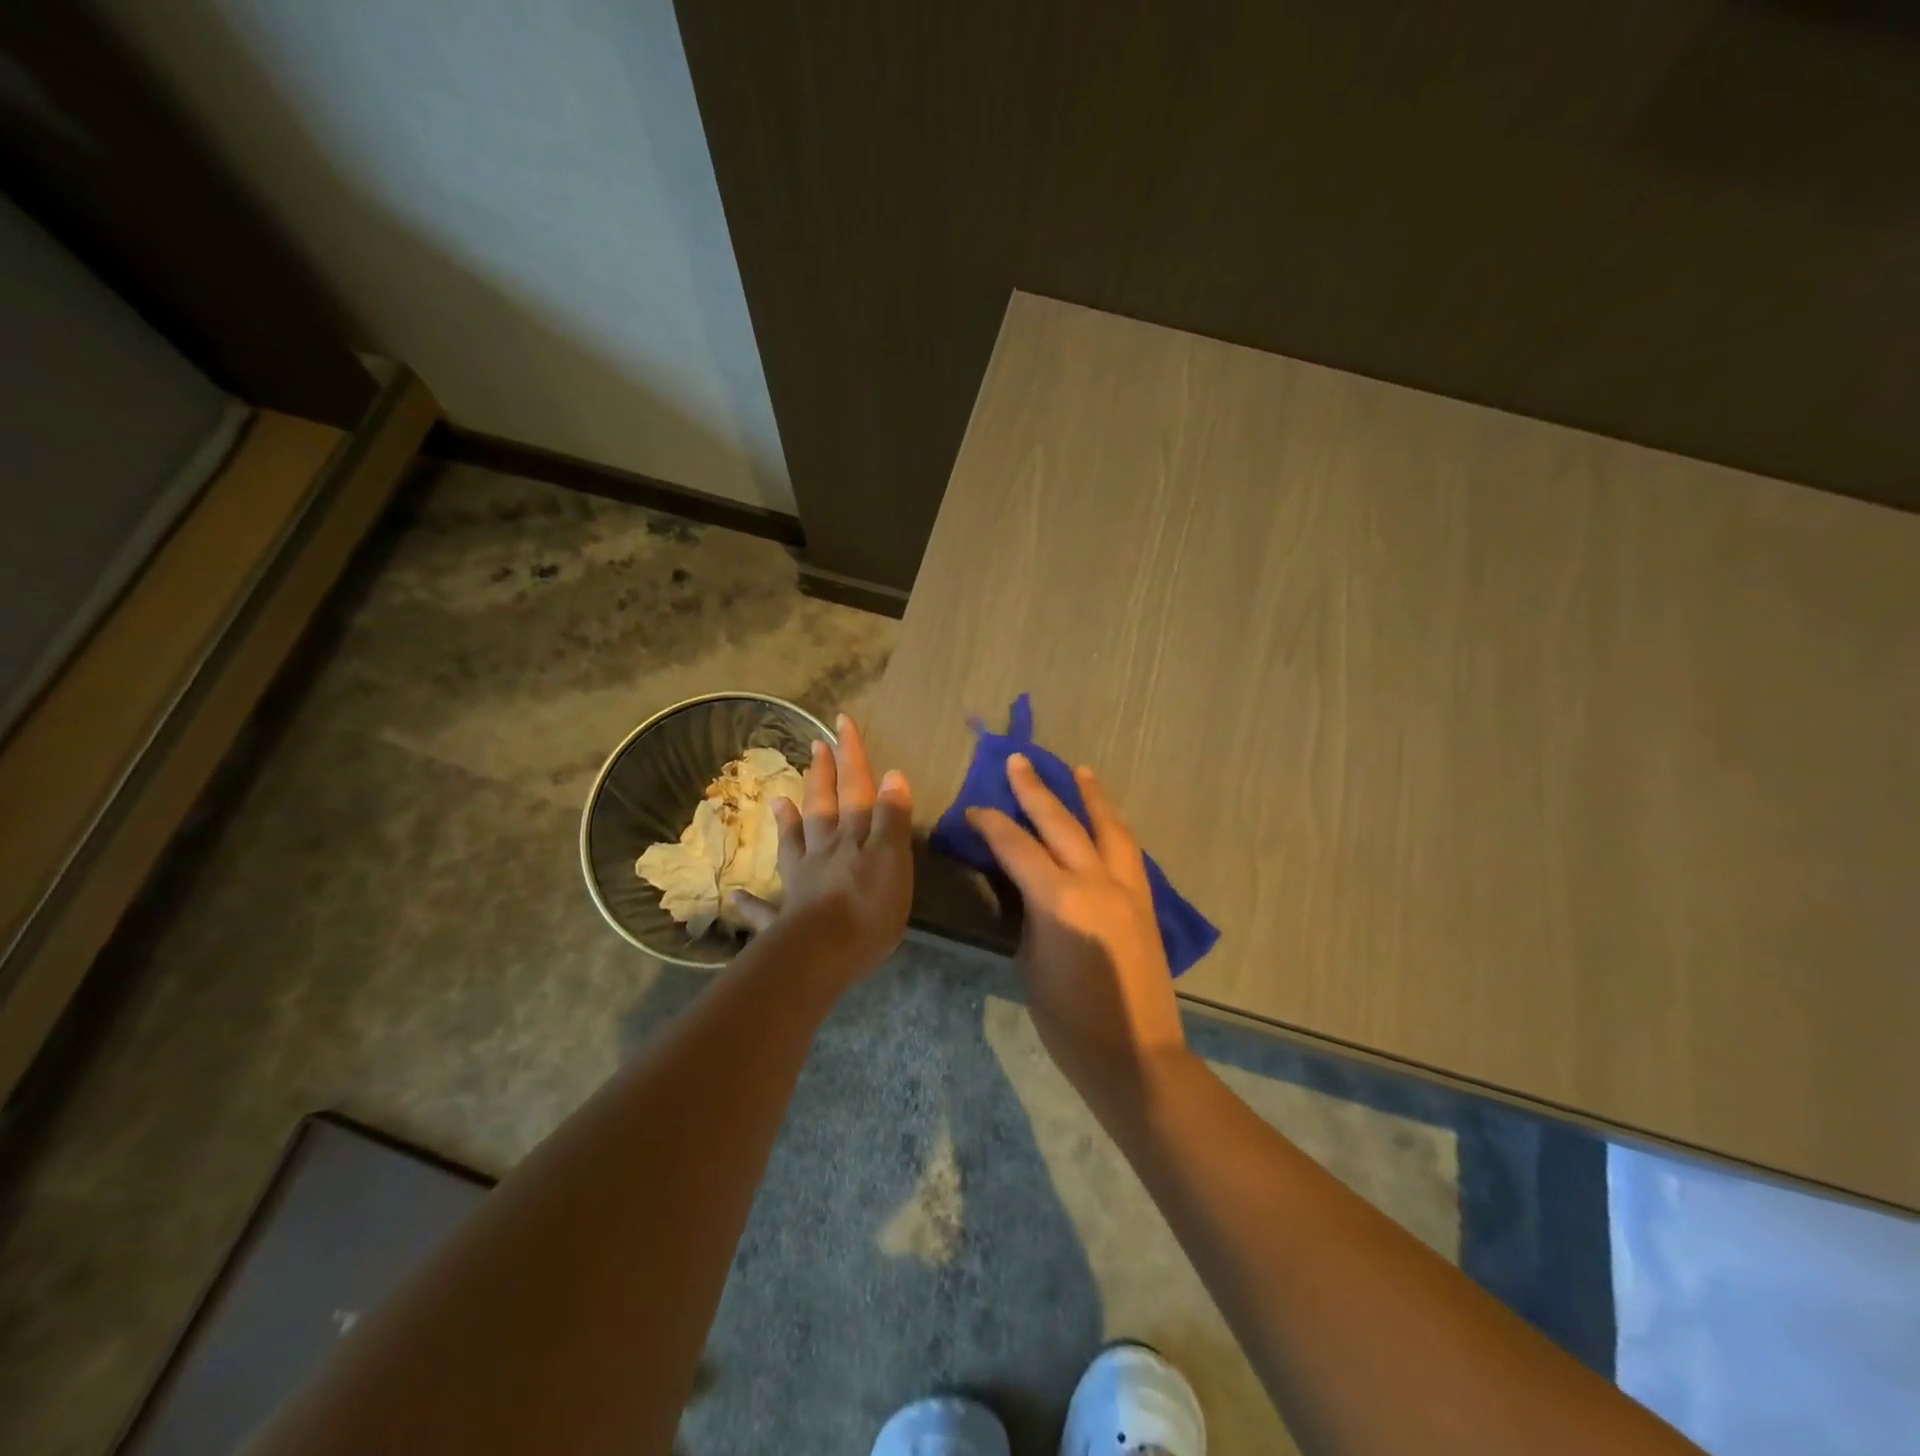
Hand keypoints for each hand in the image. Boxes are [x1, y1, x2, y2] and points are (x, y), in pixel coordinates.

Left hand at [732, 714, 913, 990]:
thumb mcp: (893, 858)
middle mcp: (823, 851)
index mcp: (852, 836)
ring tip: (777, 800)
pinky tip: (736, 897)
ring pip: (793, 845)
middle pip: (822, 807)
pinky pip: (765, 909)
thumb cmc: (867, 906)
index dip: (851, 755)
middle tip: (817, 746)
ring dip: (787, 822)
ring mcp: (800, 882)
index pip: (855, 787)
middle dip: (822, 776)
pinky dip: (752, 903)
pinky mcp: (784, 919)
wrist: (823, 953)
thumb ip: (891, 817)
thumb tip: (892, 773)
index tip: (841, 721)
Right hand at [967, 755, 1189, 1109]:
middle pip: (1062, 823)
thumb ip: (1030, 913)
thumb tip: (1029, 887)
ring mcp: (1127, 889)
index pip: (1018, 847)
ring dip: (1090, 797)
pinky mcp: (1145, 902)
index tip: (974, 810)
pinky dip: (1112, 827)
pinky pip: (1126, 851)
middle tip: (1019, 762)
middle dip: (1036, 790)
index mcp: (1060, 899)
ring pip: (1108, 828)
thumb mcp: (1031, 962)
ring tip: (1079, 771)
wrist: (1136, 1055)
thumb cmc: (1069, 1021)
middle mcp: (1096, 882)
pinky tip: (1105, 821)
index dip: (992, 825)